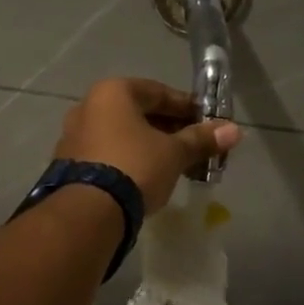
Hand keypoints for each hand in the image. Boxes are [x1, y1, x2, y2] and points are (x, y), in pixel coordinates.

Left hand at [54, 78, 240, 212]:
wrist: (89, 212)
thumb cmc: (135, 167)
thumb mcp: (174, 153)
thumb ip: (201, 139)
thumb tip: (234, 130)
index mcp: (112, 92)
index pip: (158, 92)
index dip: (187, 107)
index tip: (208, 123)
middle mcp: (88, 107)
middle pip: (138, 113)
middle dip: (170, 129)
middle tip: (196, 147)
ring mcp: (74, 136)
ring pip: (122, 135)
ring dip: (150, 146)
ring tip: (177, 165)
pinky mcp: (69, 164)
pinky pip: (108, 153)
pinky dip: (129, 159)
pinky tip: (148, 178)